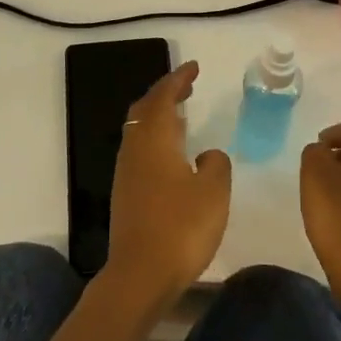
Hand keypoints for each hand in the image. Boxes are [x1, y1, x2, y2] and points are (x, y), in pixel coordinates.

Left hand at [104, 60, 231, 314]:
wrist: (140, 274)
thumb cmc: (182, 227)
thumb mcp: (213, 192)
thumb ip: (216, 165)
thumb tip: (206, 155)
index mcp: (155, 140)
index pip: (164, 97)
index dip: (178, 79)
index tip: (194, 67)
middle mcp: (135, 149)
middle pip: (145, 109)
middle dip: (165, 93)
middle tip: (187, 86)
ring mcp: (126, 172)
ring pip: (139, 130)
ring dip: (159, 116)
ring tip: (182, 114)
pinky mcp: (125, 193)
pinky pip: (139, 150)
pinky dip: (156, 138)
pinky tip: (172, 153)